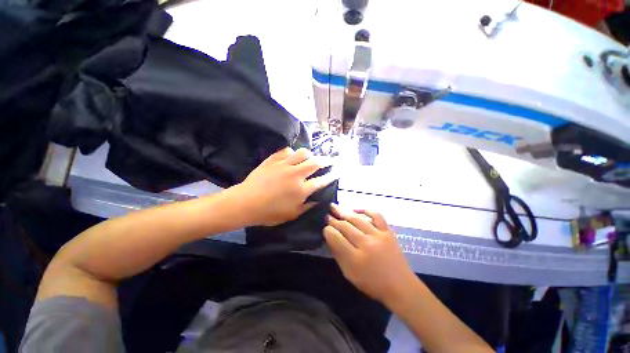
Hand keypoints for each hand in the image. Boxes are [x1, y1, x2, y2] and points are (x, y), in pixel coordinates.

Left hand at [234, 147, 334, 226]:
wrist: (245, 202)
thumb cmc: (269, 213)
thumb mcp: (291, 215)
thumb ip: (307, 207)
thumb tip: (317, 200)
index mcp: (301, 189)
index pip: (321, 180)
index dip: (331, 176)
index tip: (337, 172)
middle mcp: (296, 174)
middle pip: (315, 162)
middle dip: (326, 160)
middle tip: (330, 160)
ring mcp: (284, 165)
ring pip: (302, 153)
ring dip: (310, 154)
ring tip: (311, 157)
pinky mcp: (273, 160)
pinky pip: (286, 151)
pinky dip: (292, 152)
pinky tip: (291, 156)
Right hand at [324, 204, 416, 303]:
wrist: (401, 286)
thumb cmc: (372, 283)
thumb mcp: (349, 274)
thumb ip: (338, 254)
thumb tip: (329, 237)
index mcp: (355, 259)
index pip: (336, 238)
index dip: (328, 231)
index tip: (325, 228)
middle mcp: (366, 244)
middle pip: (345, 226)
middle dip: (333, 220)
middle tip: (327, 215)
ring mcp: (379, 236)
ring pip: (357, 219)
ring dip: (344, 212)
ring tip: (335, 207)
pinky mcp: (388, 232)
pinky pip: (376, 216)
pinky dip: (366, 210)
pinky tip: (357, 210)